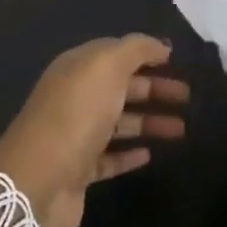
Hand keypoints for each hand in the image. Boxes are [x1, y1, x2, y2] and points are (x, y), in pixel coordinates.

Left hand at [0, 36, 188, 226]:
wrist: (38, 180)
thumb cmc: (76, 115)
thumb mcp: (106, 67)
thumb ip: (135, 50)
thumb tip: (159, 45)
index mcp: (76, 69)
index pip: (114, 54)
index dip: (144, 55)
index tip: (176, 62)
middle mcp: (73, 98)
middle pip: (120, 88)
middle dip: (154, 89)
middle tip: (187, 97)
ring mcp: (75, 136)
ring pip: (118, 123)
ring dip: (149, 122)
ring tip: (182, 129)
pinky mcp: (78, 171)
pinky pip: (109, 158)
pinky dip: (129, 154)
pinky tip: (150, 154)